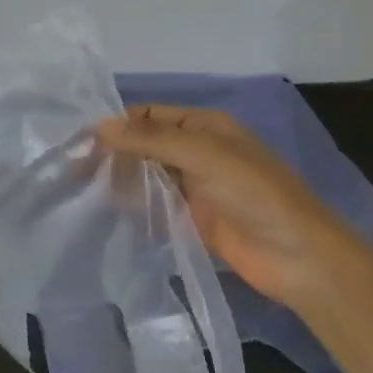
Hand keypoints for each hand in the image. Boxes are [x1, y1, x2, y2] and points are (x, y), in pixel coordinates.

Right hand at [97, 105, 371, 313]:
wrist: (297, 255)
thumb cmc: (255, 194)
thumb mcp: (205, 155)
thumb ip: (152, 139)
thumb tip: (100, 126)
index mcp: (205, 127)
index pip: (150, 116)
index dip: (118, 125)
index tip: (80, 142)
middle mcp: (198, 152)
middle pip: (147, 145)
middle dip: (115, 153)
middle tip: (74, 170)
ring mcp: (195, 187)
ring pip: (149, 176)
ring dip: (122, 180)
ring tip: (81, 190)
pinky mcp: (193, 220)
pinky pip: (157, 207)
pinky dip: (135, 207)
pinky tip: (107, 212)